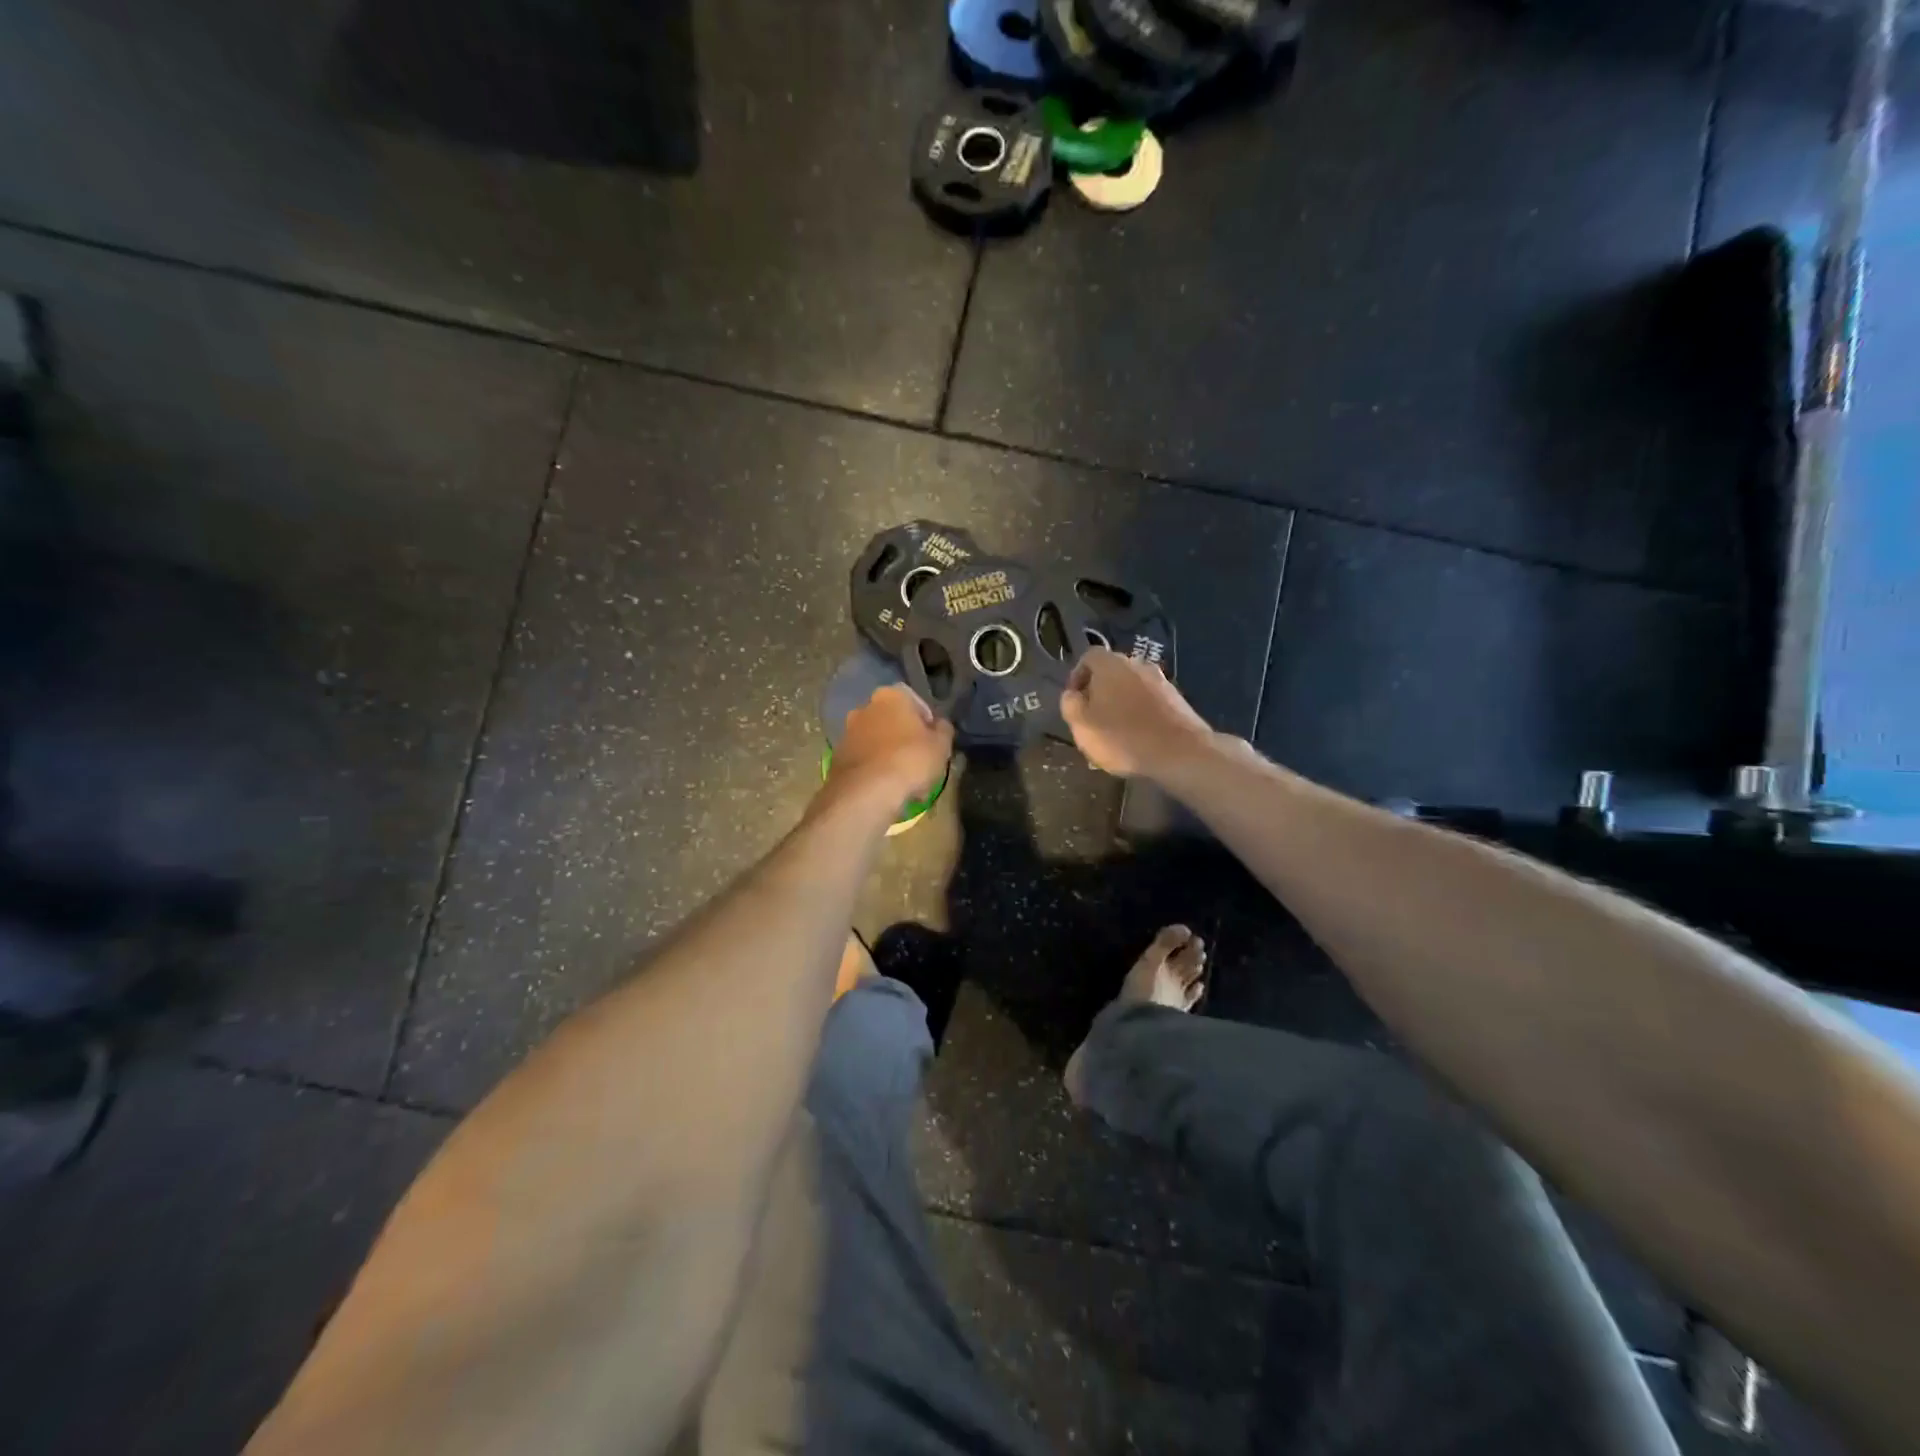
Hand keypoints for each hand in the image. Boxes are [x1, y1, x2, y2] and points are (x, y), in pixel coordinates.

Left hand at [826, 684, 953, 804]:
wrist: (866, 792)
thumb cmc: (910, 760)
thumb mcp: (941, 745)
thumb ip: (943, 730)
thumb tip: (939, 725)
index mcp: (891, 695)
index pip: (914, 701)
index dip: (926, 721)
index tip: (933, 741)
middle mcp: (865, 707)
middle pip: (892, 720)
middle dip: (904, 737)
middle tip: (919, 760)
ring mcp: (847, 732)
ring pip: (876, 740)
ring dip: (888, 754)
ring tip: (903, 779)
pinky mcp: (837, 756)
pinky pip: (864, 759)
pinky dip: (874, 769)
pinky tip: (886, 788)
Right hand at [1060, 649, 1213, 779]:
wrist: (1181, 752)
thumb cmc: (1122, 737)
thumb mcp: (1081, 724)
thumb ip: (1070, 704)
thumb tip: (1072, 694)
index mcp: (1110, 664)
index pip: (1088, 657)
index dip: (1077, 676)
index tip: (1074, 700)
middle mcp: (1137, 664)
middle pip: (1111, 672)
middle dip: (1100, 692)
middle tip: (1092, 718)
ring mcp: (1161, 681)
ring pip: (1131, 688)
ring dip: (1121, 704)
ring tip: (1115, 732)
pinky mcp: (1177, 700)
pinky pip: (1150, 702)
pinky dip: (1141, 714)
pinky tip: (1139, 738)